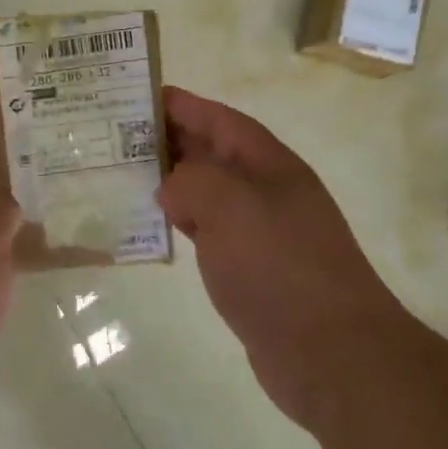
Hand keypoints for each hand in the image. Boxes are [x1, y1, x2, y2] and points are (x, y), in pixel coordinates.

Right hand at [157, 87, 403, 430]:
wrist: (330, 352)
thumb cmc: (280, 266)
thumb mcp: (229, 206)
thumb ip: (190, 181)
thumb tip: (170, 187)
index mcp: (270, 165)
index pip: (221, 120)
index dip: (183, 105)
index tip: (140, 95)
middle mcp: (267, 191)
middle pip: (213, 153)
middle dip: (170, 139)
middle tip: (117, 135)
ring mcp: (260, 232)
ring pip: (207, 192)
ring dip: (171, 181)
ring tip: (124, 174)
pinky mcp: (250, 270)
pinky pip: (207, 231)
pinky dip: (180, 221)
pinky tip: (153, 225)